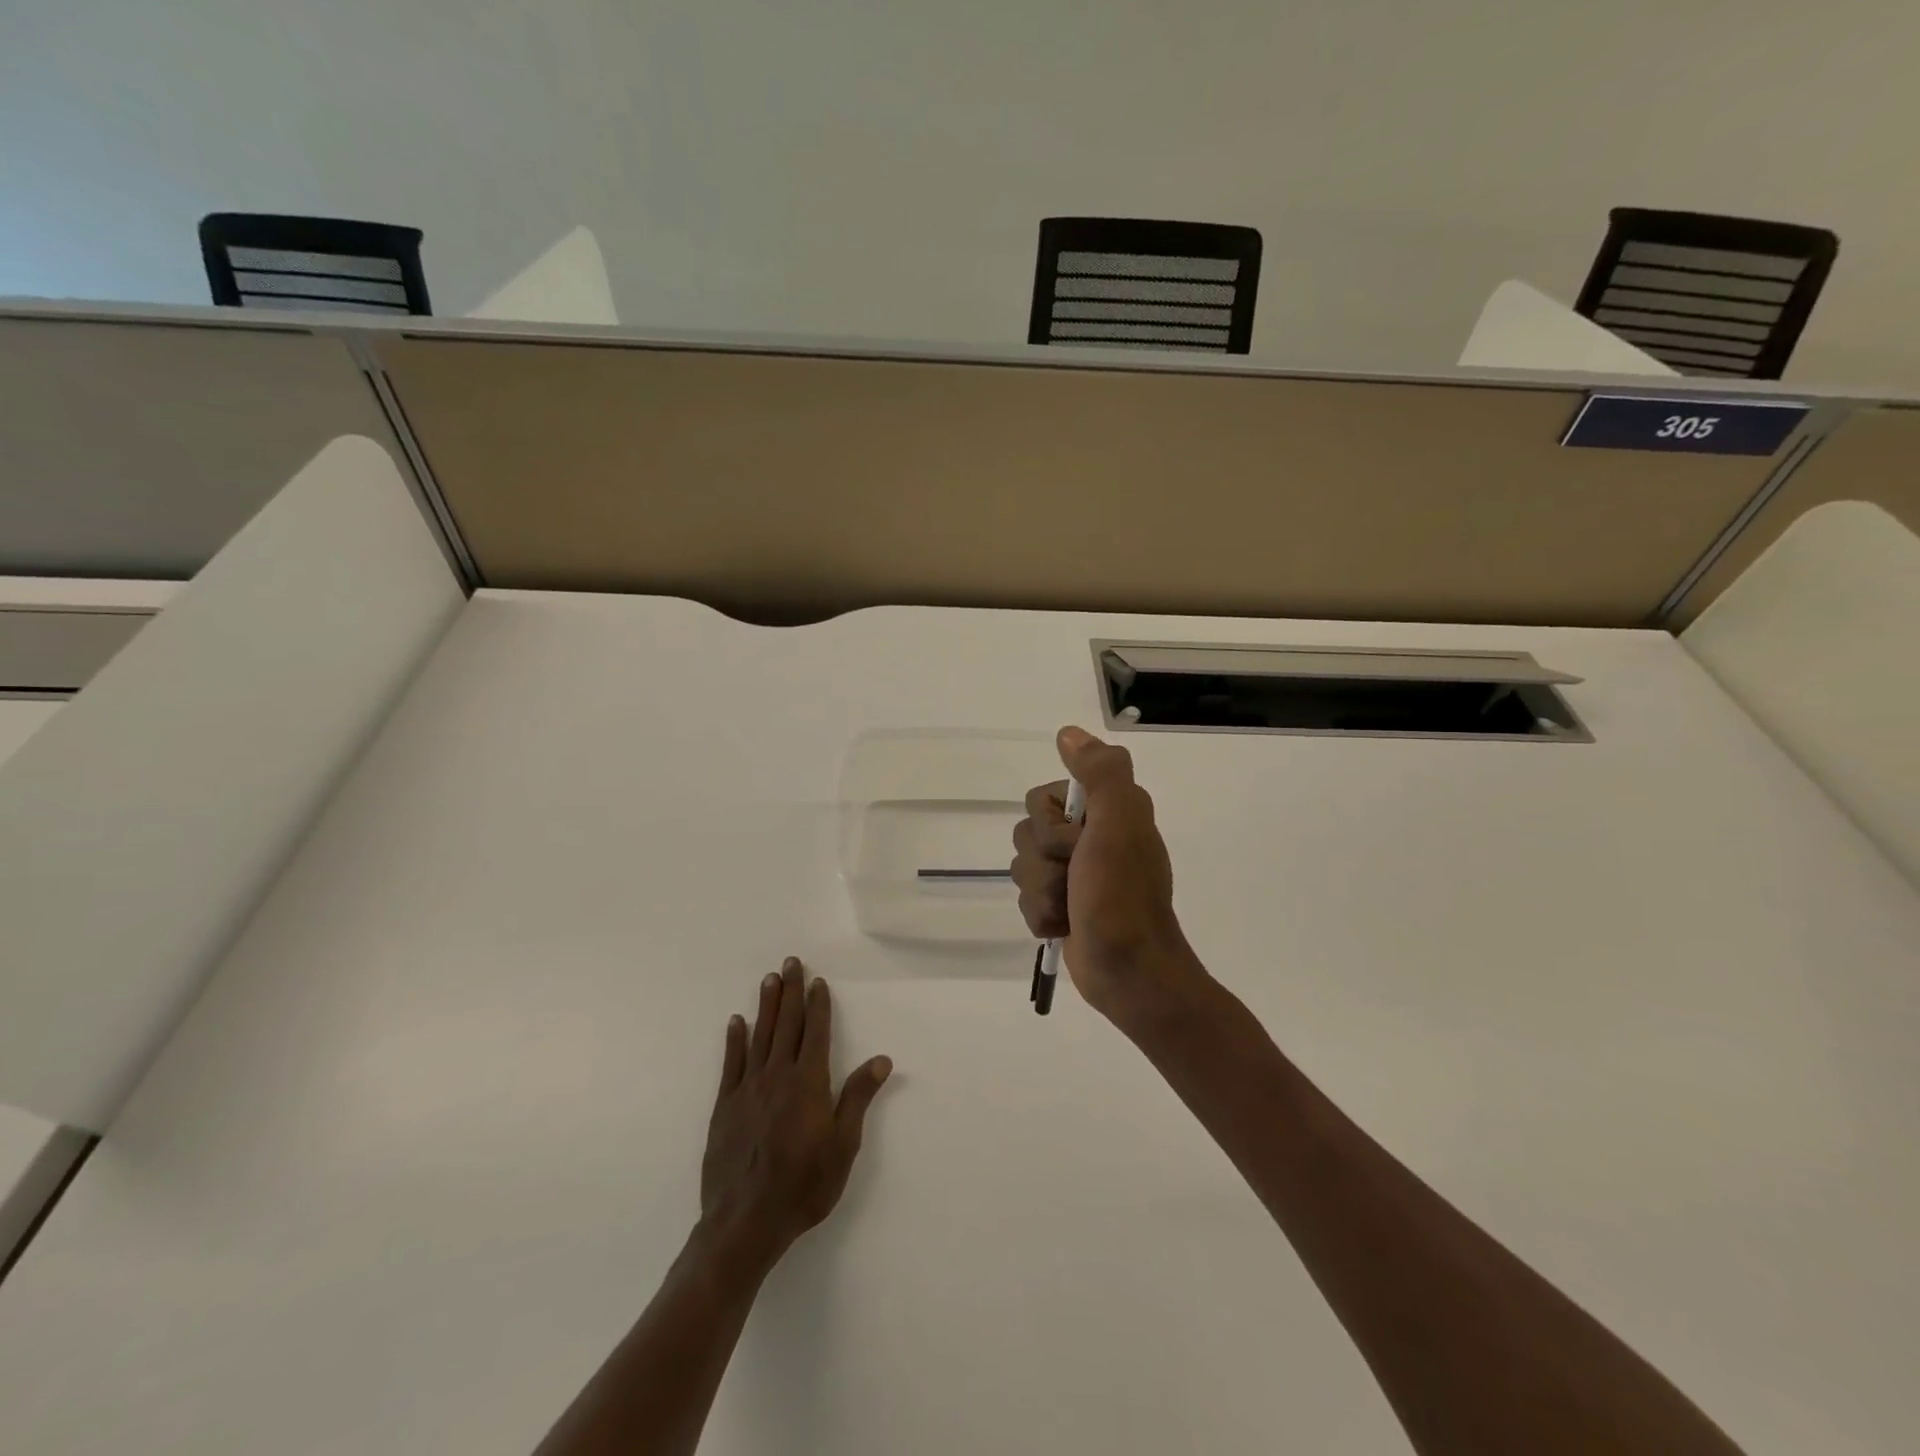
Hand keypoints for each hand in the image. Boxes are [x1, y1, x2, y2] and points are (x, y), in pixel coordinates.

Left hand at [699, 957, 892, 1270]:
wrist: (745, 1223)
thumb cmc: (803, 1185)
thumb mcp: (843, 1145)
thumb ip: (858, 1098)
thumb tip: (881, 1060)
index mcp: (808, 1083)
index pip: (815, 1032)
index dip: (818, 1005)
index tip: (818, 981)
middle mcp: (777, 1076)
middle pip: (786, 1025)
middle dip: (791, 991)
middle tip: (790, 962)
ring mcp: (748, 1089)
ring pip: (759, 1036)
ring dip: (766, 1006)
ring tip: (768, 979)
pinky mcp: (725, 1107)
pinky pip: (731, 1064)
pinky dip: (734, 1040)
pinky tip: (736, 1022)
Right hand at [1010, 726, 1205, 1025]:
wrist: (1129, 972)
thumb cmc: (1122, 897)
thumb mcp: (1119, 824)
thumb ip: (1101, 774)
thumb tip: (1068, 733)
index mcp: (1106, 810)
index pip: (1041, 798)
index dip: (1051, 825)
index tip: (1080, 844)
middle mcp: (1090, 835)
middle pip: (1026, 833)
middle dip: (1044, 863)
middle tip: (1077, 879)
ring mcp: (1074, 872)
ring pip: (1022, 868)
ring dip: (1043, 893)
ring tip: (1073, 908)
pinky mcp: (1063, 904)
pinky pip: (1026, 899)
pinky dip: (1042, 916)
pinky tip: (1066, 927)